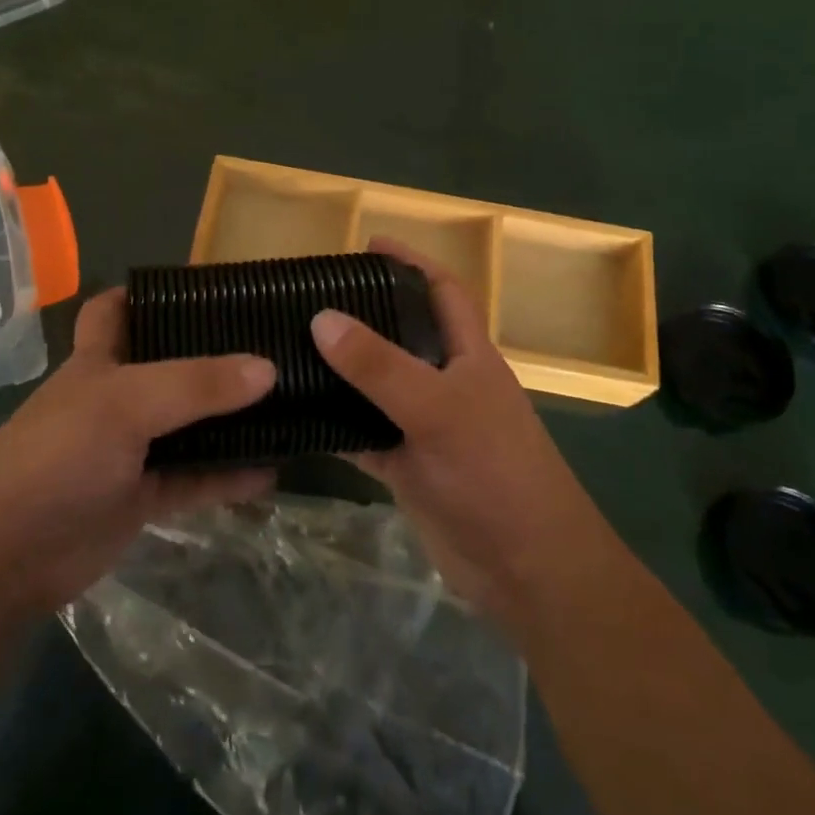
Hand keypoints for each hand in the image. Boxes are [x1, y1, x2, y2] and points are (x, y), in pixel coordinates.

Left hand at [0, 288, 276, 618]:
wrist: (3, 557)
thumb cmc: (57, 455)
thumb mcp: (126, 404)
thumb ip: (196, 385)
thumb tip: (267, 368)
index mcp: (99, 360)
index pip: (117, 309)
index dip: (152, 294)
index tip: (207, 287)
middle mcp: (116, 398)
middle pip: (169, 366)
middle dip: (212, 356)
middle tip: (269, 343)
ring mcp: (129, 449)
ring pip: (188, 426)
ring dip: (230, 420)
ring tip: (286, 405)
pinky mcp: (141, 497)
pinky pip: (194, 479)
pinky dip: (229, 476)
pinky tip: (271, 470)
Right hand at [311, 238, 612, 636]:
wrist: (526, 570)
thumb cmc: (495, 472)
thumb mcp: (438, 409)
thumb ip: (380, 365)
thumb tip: (321, 317)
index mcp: (468, 355)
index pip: (442, 291)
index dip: (410, 262)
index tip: (366, 244)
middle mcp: (445, 382)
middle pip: (400, 334)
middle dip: (362, 312)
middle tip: (307, 297)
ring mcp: (424, 425)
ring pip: (376, 385)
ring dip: (340, 370)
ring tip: (288, 347)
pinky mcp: (406, 466)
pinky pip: (362, 434)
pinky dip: (333, 425)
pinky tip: (294, 415)